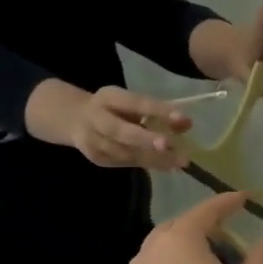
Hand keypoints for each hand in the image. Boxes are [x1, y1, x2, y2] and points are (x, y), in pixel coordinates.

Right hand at [66, 85, 191, 169]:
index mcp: (109, 97)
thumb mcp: (132, 103)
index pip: (135, 102)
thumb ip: (158, 112)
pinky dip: (147, 164)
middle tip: (170, 145)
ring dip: (153, 158)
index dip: (158, 110)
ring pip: (124, 152)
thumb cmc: (114, 108)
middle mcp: (96, 118)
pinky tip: (166, 166)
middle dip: (146, 139)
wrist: (74, 119)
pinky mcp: (97, 159)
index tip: (182, 118)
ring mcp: (93, 141)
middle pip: (121, 131)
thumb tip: (187, 124)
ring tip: (178, 162)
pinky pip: (125, 162)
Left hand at [129, 192, 262, 263]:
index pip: (208, 211)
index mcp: (180, 239)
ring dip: (192, 251)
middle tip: (233, 234)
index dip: (229, 203)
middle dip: (206, 227)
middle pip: (181, 228)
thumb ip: (261, 260)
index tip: (247, 199)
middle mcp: (152, 252)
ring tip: (221, 263)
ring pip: (168, 252)